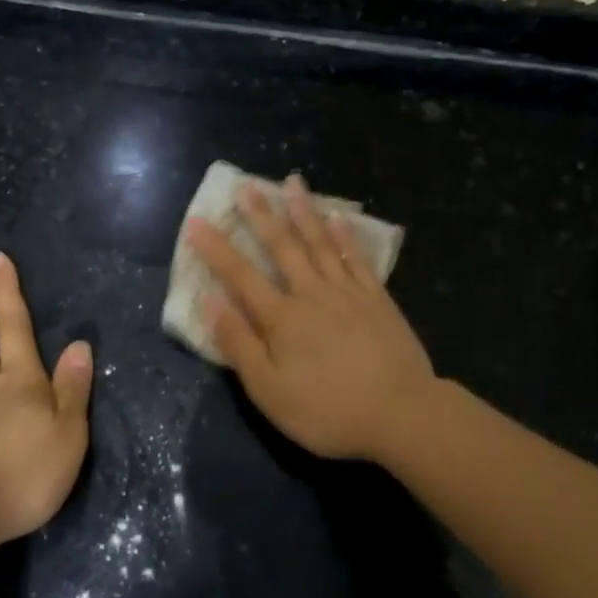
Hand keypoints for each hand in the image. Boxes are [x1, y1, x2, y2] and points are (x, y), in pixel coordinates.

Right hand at [186, 176, 435, 462]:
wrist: (401, 413)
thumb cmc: (327, 410)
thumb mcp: (270, 391)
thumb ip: (239, 345)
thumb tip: (209, 302)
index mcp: (282, 318)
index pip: (240, 276)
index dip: (216, 249)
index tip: (197, 221)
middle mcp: (312, 294)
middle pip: (282, 247)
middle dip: (262, 216)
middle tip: (247, 186)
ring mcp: (348, 293)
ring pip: (321, 243)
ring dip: (304, 212)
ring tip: (293, 183)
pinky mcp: (378, 299)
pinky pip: (357, 259)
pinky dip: (346, 236)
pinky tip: (339, 218)